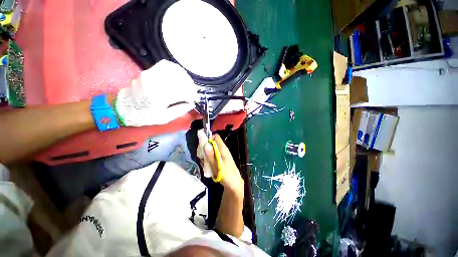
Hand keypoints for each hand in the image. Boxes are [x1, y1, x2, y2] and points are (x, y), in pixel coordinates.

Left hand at [114, 60, 198, 125]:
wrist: (123, 108)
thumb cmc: (145, 116)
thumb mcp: (164, 118)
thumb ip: (180, 110)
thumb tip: (192, 103)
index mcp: (160, 97)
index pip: (183, 91)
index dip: (192, 95)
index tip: (194, 99)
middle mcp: (156, 83)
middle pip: (180, 79)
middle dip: (190, 86)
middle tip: (192, 93)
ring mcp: (151, 74)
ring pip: (174, 70)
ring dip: (184, 77)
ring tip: (187, 85)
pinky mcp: (148, 71)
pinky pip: (165, 65)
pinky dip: (175, 70)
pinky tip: (178, 77)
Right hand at [203, 134, 243, 194]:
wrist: (234, 184)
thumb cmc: (227, 174)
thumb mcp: (217, 165)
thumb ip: (211, 155)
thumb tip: (205, 144)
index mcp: (223, 149)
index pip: (216, 137)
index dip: (209, 138)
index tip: (202, 145)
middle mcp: (222, 150)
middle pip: (212, 144)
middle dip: (205, 148)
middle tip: (201, 156)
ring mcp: (221, 155)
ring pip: (211, 150)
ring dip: (206, 155)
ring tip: (204, 163)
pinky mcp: (220, 160)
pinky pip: (213, 156)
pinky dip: (209, 159)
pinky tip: (207, 166)